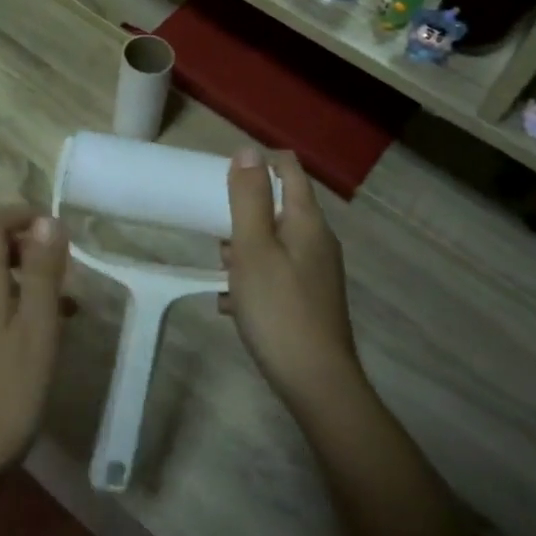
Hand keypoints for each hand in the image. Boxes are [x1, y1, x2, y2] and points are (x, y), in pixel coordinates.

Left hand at [0, 206, 68, 494]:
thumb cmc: (7, 393)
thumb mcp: (37, 329)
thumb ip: (42, 272)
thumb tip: (47, 220)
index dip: (19, 214)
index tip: (55, 226)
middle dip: (28, 247)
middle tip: (67, 267)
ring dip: (28, 279)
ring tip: (67, 304)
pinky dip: (18, 306)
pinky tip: (44, 335)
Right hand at [222, 149, 360, 409]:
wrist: (316, 384)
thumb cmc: (279, 309)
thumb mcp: (253, 248)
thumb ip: (249, 198)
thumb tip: (248, 151)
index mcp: (308, 221)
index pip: (289, 169)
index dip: (259, 163)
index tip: (224, 177)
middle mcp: (318, 241)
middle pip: (280, 206)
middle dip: (245, 213)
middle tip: (217, 233)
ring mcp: (317, 273)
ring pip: (275, 242)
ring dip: (245, 248)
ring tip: (221, 270)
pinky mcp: (310, 300)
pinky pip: (276, 273)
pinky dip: (253, 278)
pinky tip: (230, 303)